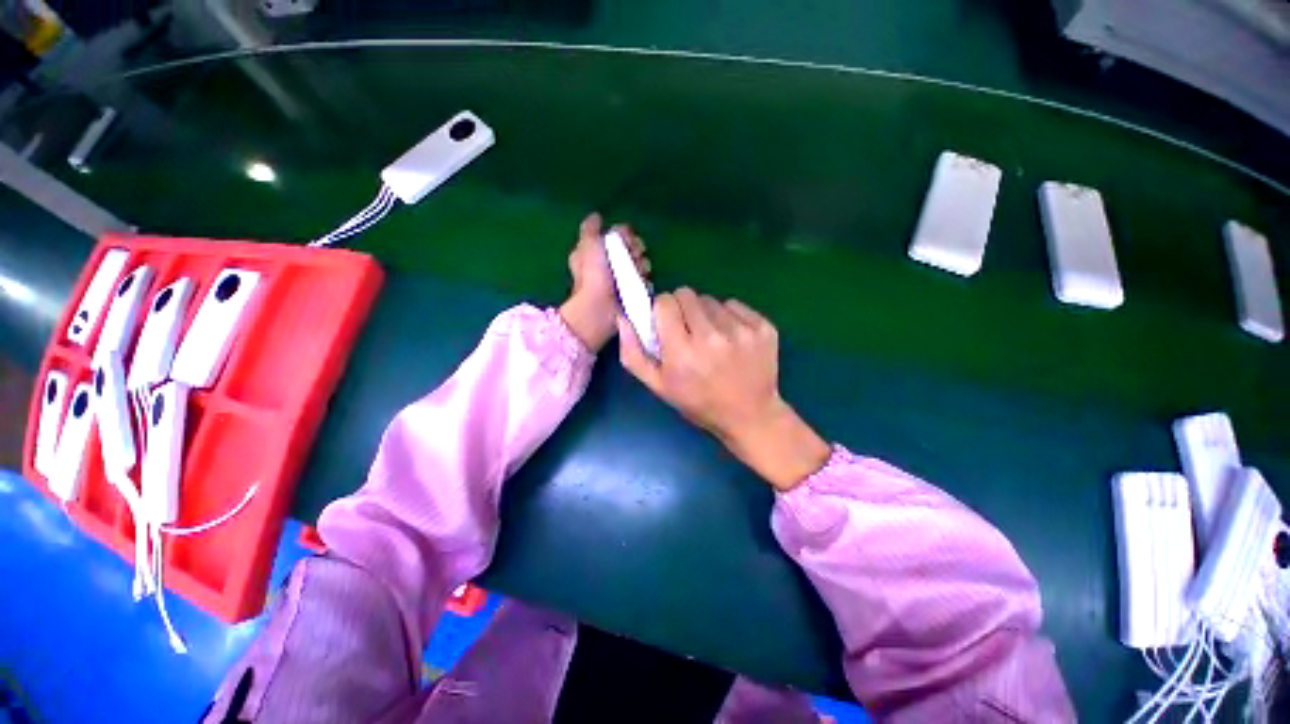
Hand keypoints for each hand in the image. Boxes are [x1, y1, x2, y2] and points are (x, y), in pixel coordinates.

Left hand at [559, 213, 649, 352]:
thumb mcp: (589, 245)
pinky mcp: (634, 294)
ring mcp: (624, 280)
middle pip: (635, 249)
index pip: (622, 235)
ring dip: (641, 267)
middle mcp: (612, 265)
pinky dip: (644, 282)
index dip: (626, 236)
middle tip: (632, 257)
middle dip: (636, 250)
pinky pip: (647, 282)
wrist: (599, 308)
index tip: (626, 239)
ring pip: (643, 264)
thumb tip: (596, 217)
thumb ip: (592, 229)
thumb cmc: (592, 275)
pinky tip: (638, 285)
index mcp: (599, 251)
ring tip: (634, 274)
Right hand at [617, 288, 829, 490]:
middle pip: (687, 294)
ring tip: (712, 339)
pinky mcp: (763, 327)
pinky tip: (732, 339)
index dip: (662, 311)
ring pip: (711, 299)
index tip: (667, 324)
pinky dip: (729, 317)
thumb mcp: (659, 386)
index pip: (665, 301)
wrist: (750, 415)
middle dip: (682, 309)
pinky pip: (734, 305)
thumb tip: (623, 318)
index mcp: (682, 351)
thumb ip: (633, 353)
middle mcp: (712, 336)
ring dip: (706, 314)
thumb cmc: (699, 403)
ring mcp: (741, 330)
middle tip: (689, 331)